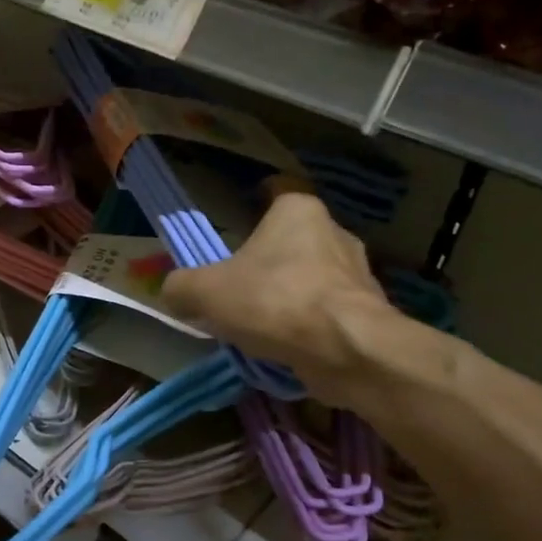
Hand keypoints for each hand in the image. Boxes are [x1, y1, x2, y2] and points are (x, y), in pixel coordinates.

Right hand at [163, 193, 401, 407]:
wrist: (347, 349)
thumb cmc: (274, 300)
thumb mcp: (206, 291)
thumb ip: (181, 287)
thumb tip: (172, 292)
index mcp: (298, 210)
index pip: (276, 190)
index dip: (254, 201)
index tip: (237, 224)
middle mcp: (334, 231)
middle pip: (291, 238)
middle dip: (267, 259)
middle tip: (237, 284)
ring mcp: (357, 272)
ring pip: (310, 276)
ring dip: (287, 294)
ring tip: (260, 323)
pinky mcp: (368, 310)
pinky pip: (327, 310)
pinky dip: (307, 324)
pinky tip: (286, 345)